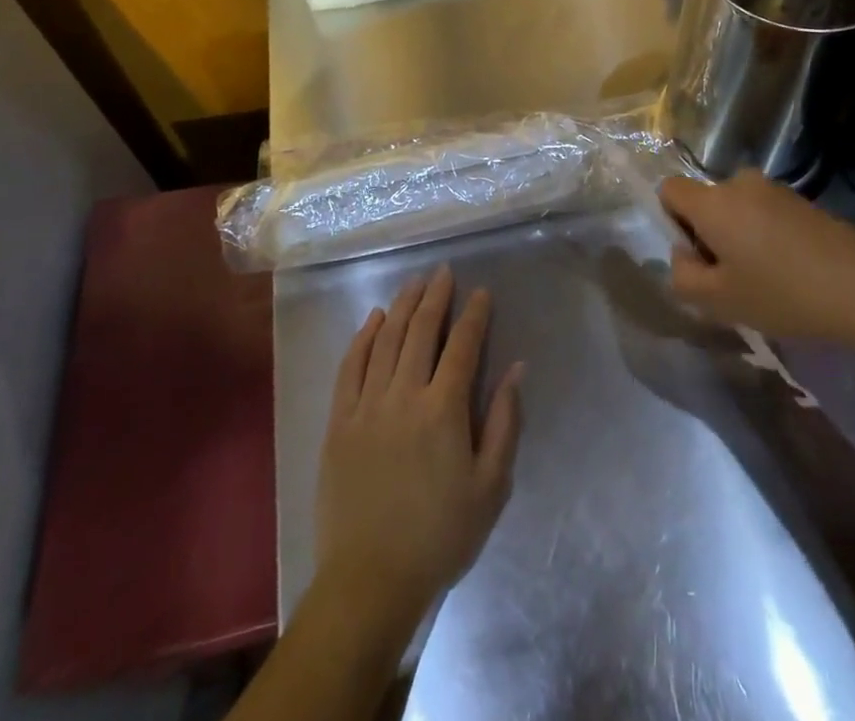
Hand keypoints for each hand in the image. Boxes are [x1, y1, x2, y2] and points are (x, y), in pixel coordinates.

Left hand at [314, 266, 523, 625]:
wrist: (370, 581)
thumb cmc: (440, 536)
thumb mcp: (491, 487)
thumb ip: (504, 422)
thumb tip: (517, 368)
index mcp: (443, 410)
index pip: (463, 346)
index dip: (474, 314)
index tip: (481, 292)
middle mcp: (404, 395)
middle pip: (421, 331)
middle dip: (435, 296)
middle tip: (443, 272)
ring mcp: (366, 405)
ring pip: (385, 340)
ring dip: (401, 306)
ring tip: (413, 283)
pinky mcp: (338, 421)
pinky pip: (350, 366)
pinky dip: (362, 337)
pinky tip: (372, 319)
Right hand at [661, 169, 854, 346]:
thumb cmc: (782, 294)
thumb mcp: (719, 300)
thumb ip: (682, 276)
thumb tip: (683, 255)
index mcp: (713, 202)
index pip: (669, 190)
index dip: (671, 222)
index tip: (697, 257)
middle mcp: (740, 183)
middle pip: (706, 202)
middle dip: (708, 235)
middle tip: (731, 279)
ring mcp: (775, 189)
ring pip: (737, 210)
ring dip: (739, 237)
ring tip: (765, 280)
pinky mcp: (802, 201)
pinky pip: (765, 214)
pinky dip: (766, 237)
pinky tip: (791, 273)